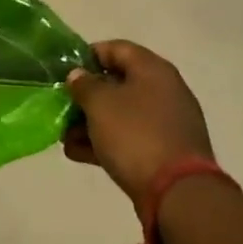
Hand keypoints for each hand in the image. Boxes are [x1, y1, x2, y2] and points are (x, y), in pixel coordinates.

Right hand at [62, 41, 212, 205]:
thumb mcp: (100, 103)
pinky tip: (79, 153)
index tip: (65, 71)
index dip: (88, 56)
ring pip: (122, 114)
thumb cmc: (135, 134)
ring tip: (65, 136)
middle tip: (63, 106)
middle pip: (117, 83)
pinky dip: (106, 142)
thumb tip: (79, 76)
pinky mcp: (165, 152)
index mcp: (153, 70)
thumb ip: (84, 84)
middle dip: (86, 96)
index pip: (116, 48)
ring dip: (91, 122)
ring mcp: (167, 124)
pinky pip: (130, 138)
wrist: (179, 194)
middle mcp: (164, 91)